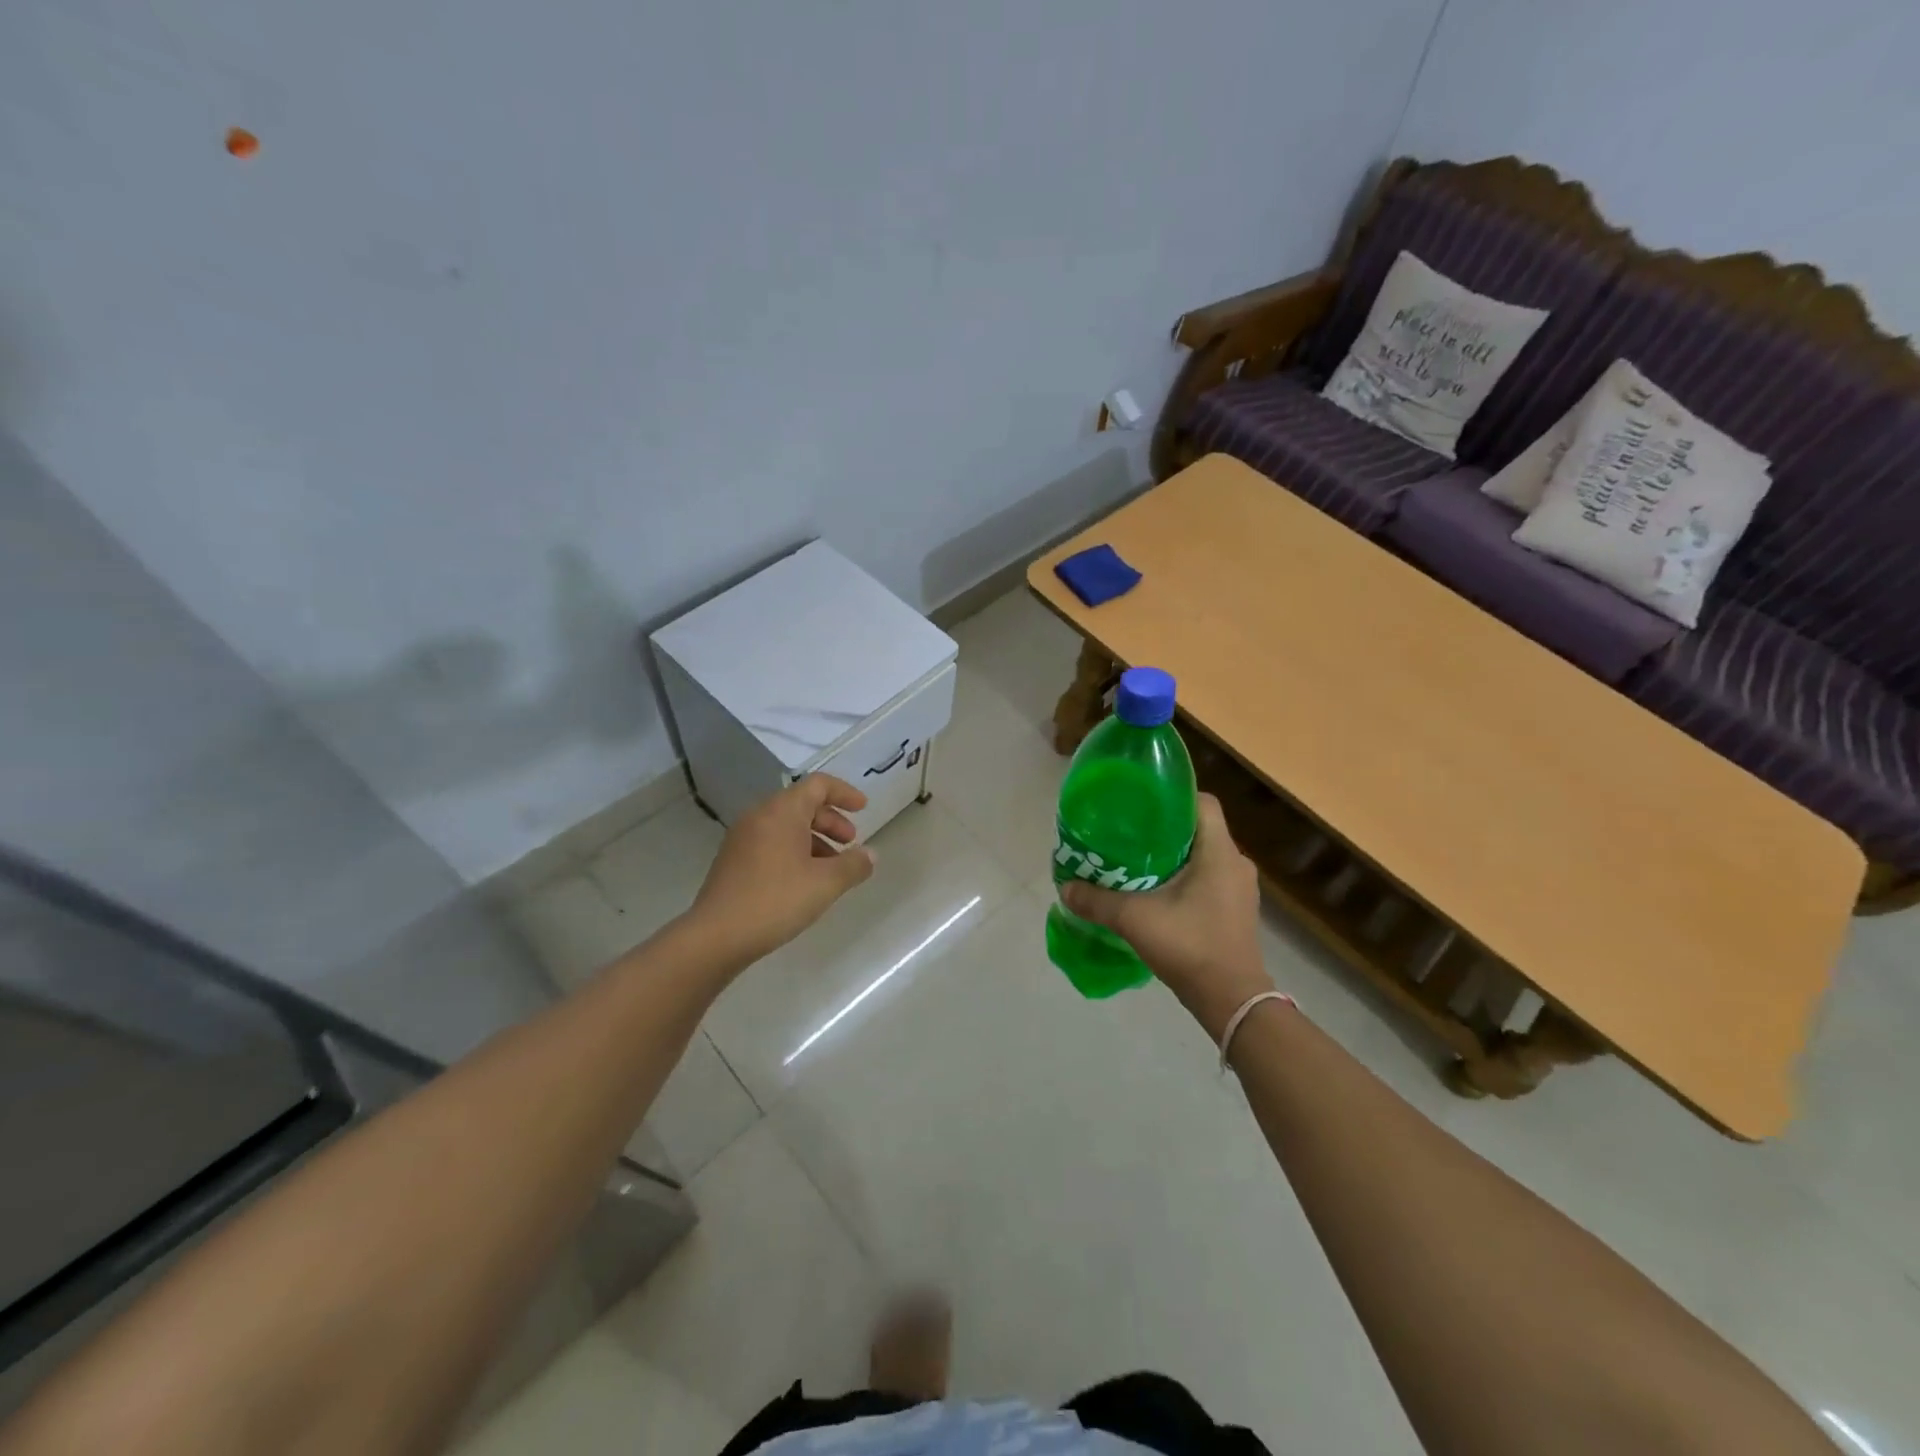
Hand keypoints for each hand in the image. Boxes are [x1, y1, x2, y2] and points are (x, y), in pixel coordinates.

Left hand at [684, 775, 876, 969]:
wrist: (716, 936)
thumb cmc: (776, 900)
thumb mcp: (826, 883)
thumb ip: (854, 865)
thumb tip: (870, 854)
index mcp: (782, 811)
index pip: (818, 785)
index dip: (844, 793)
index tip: (864, 809)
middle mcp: (759, 816)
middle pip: (802, 804)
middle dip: (831, 820)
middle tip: (851, 843)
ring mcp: (742, 838)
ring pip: (786, 826)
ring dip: (815, 839)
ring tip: (832, 869)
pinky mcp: (733, 861)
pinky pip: (772, 843)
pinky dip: (795, 851)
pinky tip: (805, 881)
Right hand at [1060, 793, 1272, 1038]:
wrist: (1232, 1000)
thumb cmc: (1189, 946)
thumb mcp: (1134, 919)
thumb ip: (1097, 901)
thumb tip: (1064, 888)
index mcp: (1219, 852)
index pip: (1202, 802)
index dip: (1173, 796)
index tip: (1141, 803)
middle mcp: (1236, 863)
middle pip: (1200, 829)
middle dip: (1165, 828)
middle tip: (1130, 833)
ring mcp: (1241, 889)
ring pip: (1205, 856)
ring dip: (1175, 856)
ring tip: (1138, 862)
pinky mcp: (1237, 910)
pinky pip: (1210, 879)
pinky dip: (1186, 879)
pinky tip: (1159, 893)